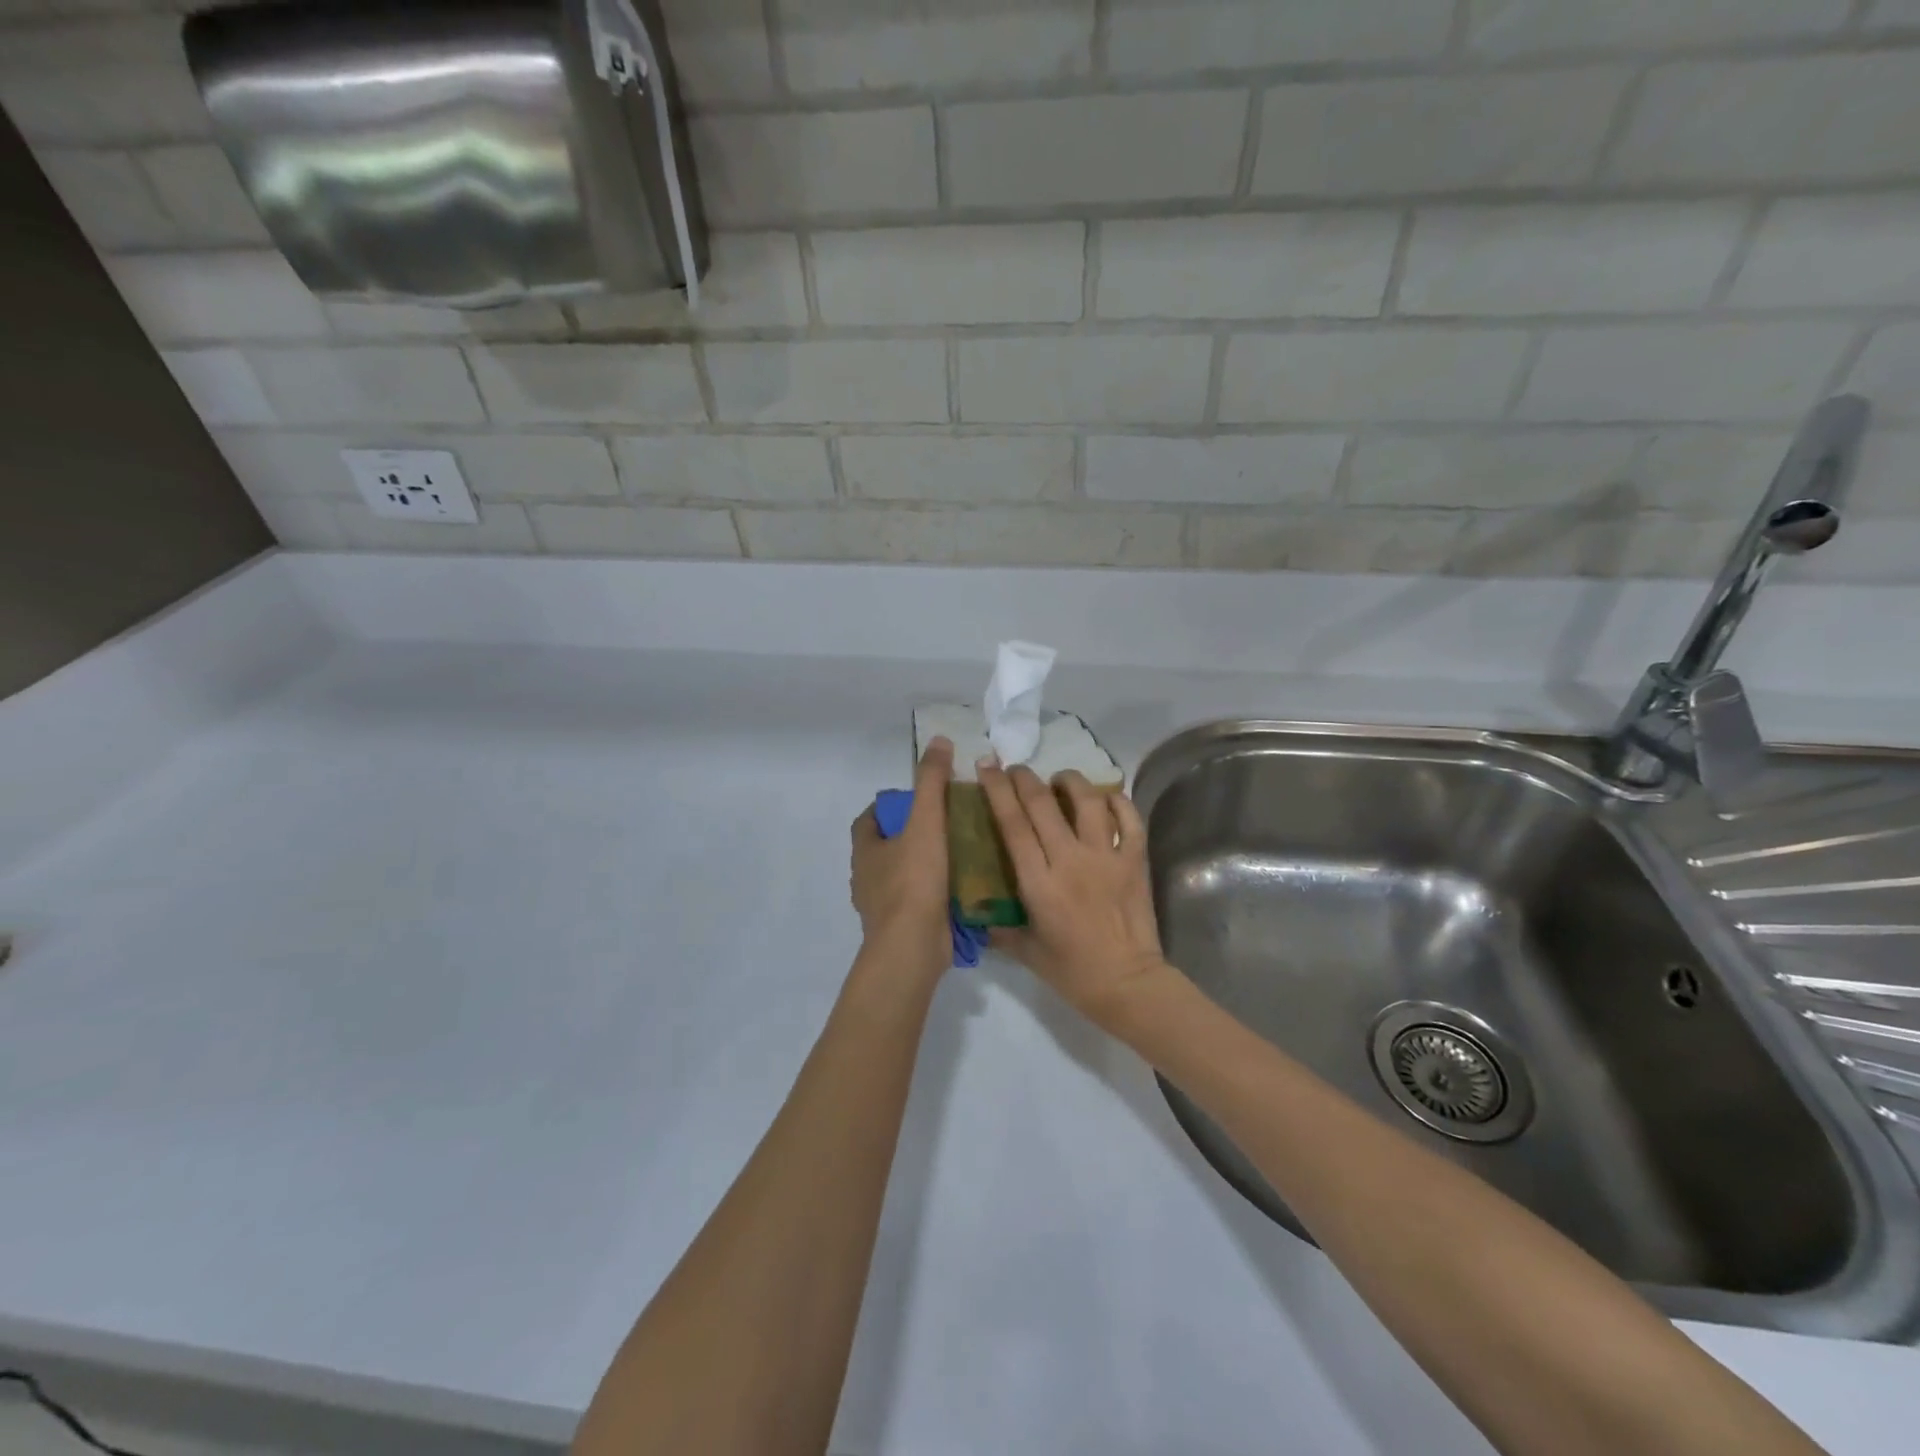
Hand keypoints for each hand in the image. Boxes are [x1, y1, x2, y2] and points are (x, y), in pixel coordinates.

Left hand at [850, 736, 953, 981]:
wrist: (912, 947)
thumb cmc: (914, 880)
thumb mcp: (926, 822)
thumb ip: (932, 782)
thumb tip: (938, 740)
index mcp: (865, 851)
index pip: (868, 820)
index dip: (888, 808)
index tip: (916, 801)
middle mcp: (866, 878)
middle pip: (885, 848)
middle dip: (910, 836)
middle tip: (945, 825)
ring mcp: (882, 907)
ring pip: (901, 876)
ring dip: (923, 865)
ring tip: (958, 853)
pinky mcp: (901, 928)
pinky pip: (916, 902)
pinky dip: (932, 893)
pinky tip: (960, 888)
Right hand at [976, 762, 1173, 1029]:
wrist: (1128, 984)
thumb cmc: (1072, 972)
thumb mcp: (1026, 950)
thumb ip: (999, 926)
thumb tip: (977, 909)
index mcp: (1038, 882)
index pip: (1012, 823)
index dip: (996, 790)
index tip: (987, 766)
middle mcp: (1070, 860)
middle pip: (1042, 803)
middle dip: (1024, 778)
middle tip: (1015, 769)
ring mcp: (1106, 857)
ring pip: (1087, 800)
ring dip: (1069, 781)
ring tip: (1060, 780)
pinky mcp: (1135, 860)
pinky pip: (1129, 818)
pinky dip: (1117, 801)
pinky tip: (1105, 799)